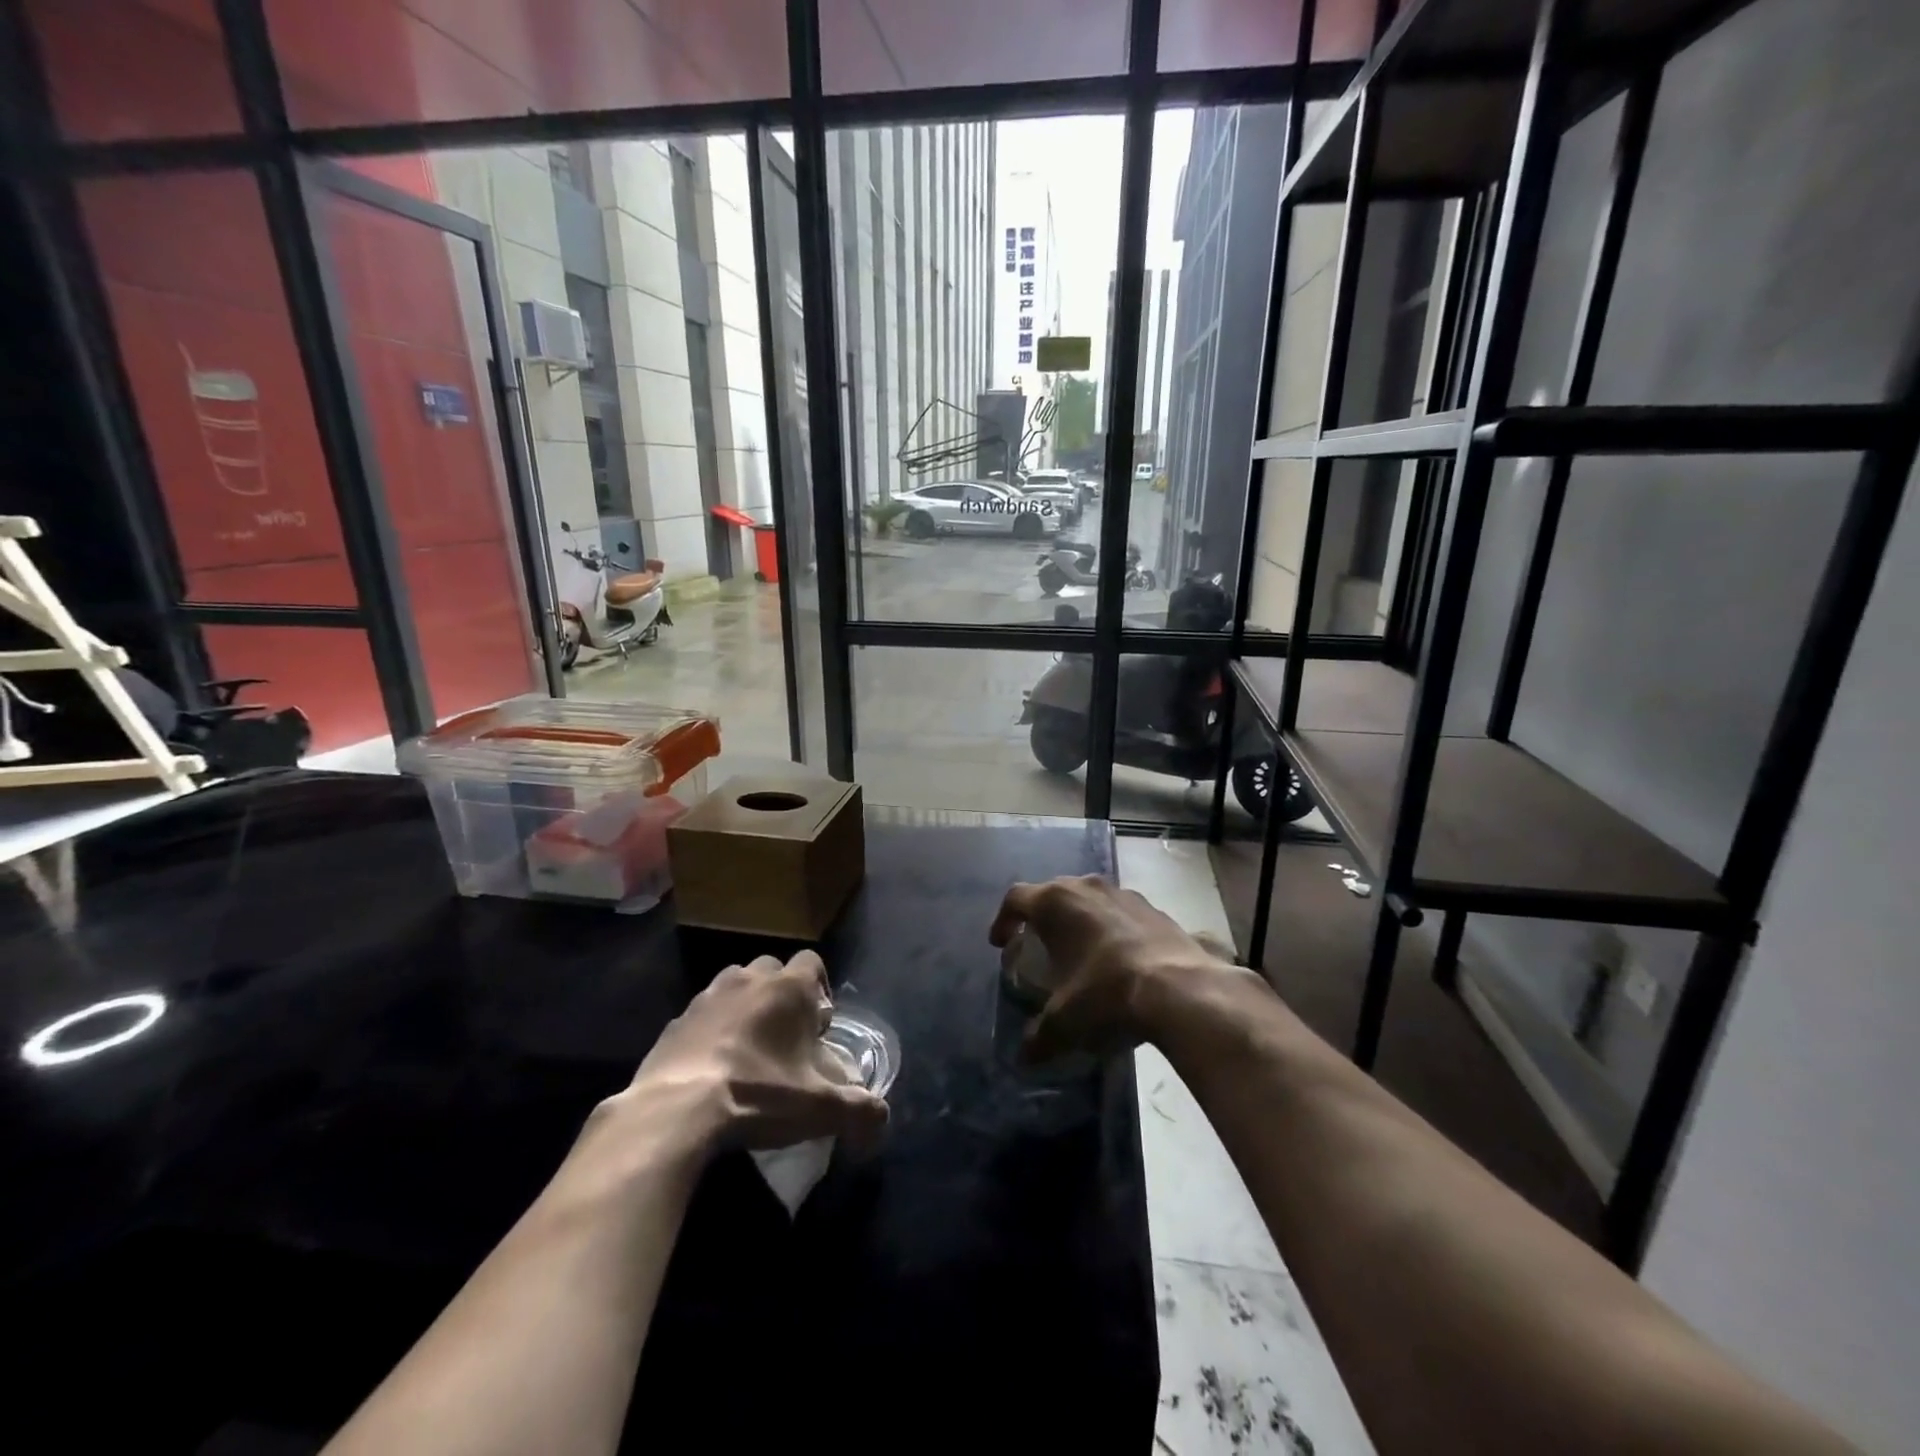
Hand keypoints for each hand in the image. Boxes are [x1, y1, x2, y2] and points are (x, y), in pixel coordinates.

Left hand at [620, 951, 888, 1152]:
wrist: (676, 1109)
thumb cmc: (759, 1094)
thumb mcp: (820, 1109)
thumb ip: (860, 1110)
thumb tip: (881, 1118)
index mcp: (789, 988)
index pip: (813, 962)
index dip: (820, 989)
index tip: (818, 1026)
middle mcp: (749, 979)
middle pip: (772, 970)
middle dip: (781, 994)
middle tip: (785, 1037)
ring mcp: (708, 996)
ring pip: (734, 986)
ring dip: (744, 1007)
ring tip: (747, 1050)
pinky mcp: (676, 1021)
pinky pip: (702, 1016)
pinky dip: (710, 1032)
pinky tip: (711, 1069)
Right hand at [989, 875, 1254, 1063]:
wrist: (1181, 991)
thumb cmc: (1106, 995)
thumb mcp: (1064, 1024)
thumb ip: (1039, 1037)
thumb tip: (1025, 1056)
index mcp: (1055, 902)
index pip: (1016, 898)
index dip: (1003, 920)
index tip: (1001, 944)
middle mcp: (1087, 887)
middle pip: (1053, 893)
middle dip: (1042, 918)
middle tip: (1039, 946)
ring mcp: (1124, 894)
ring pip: (1090, 899)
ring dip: (1080, 921)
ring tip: (1081, 953)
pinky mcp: (1155, 908)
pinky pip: (1122, 913)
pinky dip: (1113, 930)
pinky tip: (1119, 961)